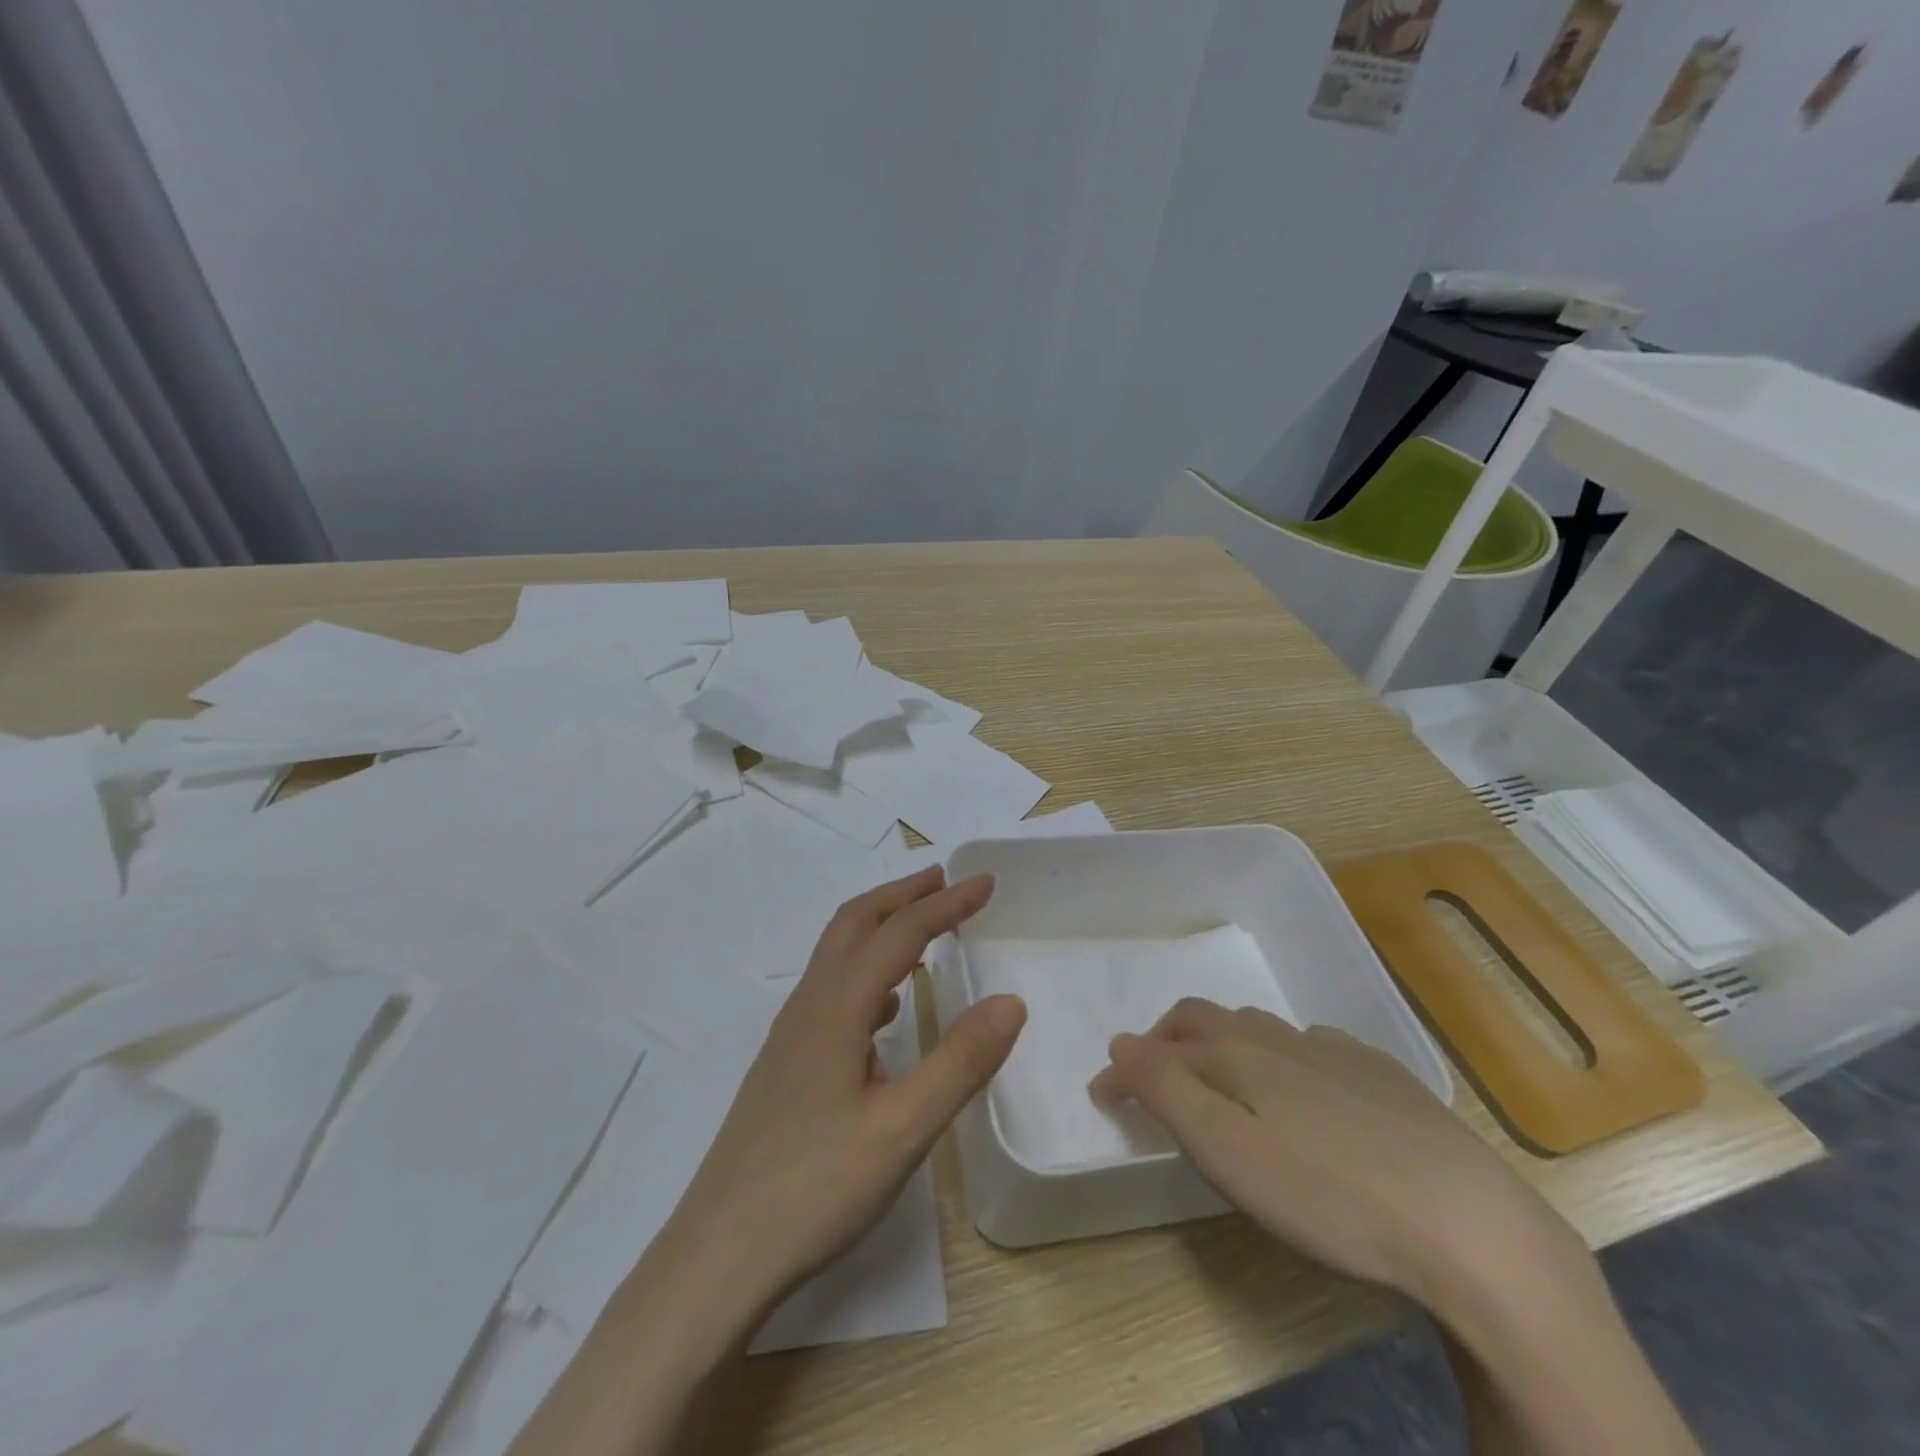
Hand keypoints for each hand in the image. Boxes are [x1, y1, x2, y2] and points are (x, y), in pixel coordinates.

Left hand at [646, 865, 1026, 1329]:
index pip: (900, 932)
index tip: (986, 882)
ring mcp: (790, 1035)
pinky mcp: (785, 1064)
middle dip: (904, 894)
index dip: (946, 903)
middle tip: (947, 881)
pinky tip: (884, 1008)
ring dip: (882, 927)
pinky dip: (865, 971)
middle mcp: (809, 1006)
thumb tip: (1011, 1001)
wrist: (718, 1254)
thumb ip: (961, 1062)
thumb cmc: (815, 1188)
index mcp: (837, 1007)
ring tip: (922, 929)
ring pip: (838, 954)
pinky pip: (830, 991)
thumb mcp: (904, 1129)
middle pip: (855, 923)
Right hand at [1089, 999, 1573, 1303]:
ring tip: (1218, 1080)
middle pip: (1204, 1020)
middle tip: (1152, 1081)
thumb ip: (1167, 1091)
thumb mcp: (1227, 1152)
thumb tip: (1122, 1044)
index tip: (1104, 1100)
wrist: (1469, 1224)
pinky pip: (1310, 1044)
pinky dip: (1279, 1055)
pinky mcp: (1380, 1074)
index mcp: (1235, 1055)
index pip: (1158, 1044)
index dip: (1125, 1067)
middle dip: (1166, 1041)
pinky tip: (1301, 1089)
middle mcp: (1276, 1038)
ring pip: (1256, 1028)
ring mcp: (1332, 1051)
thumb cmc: (1329, 1195)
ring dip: (1220, 1044)